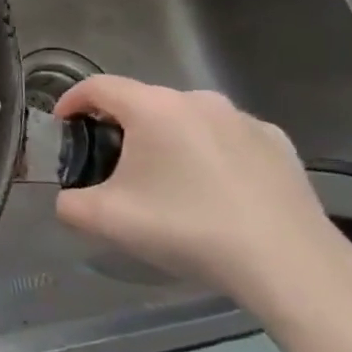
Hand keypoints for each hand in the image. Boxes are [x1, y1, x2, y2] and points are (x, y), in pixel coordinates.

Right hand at [52, 75, 351, 313]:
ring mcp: (244, 120)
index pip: (98, 86)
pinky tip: (212, 190)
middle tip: (110, 162)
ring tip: (164, 178)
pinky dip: (208, 153)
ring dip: (166, 138)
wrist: (289, 264)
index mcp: (153, 108)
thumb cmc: (187, 228)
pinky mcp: (279, 145)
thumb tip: (70, 198)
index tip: (62, 124)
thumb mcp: (104, 220)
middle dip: (119, 125)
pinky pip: (226, 138)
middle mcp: (199, 101)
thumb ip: (69, 202)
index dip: (71, 100)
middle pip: (143, 101)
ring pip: (187, 119)